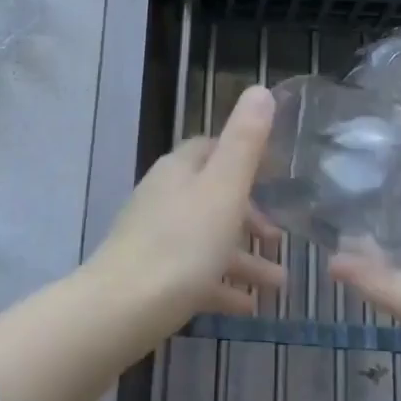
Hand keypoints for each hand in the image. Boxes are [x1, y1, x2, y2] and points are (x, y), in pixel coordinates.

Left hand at [89, 85, 283, 324]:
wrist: (121, 310)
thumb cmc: (181, 245)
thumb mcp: (223, 189)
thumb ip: (245, 141)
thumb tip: (260, 90)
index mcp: (179, 170)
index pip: (211, 148)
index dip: (244, 157)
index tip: (277, 175)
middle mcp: (164, 197)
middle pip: (212, 196)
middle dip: (249, 215)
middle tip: (280, 236)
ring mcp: (155, 238)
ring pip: (208, 238)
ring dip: (244, 256)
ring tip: (279, 283)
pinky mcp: (152, 276)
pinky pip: (195, 273)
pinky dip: (222, 284)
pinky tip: (249, 306)